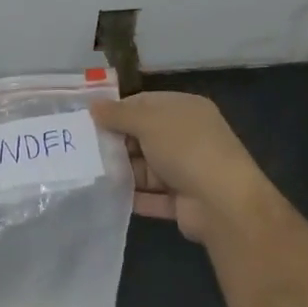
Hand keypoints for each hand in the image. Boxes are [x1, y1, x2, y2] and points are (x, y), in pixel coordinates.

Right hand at [92, 93, 284, 245]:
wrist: (223, 203)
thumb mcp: (148, 122)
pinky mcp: (183, 201)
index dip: (118, 110)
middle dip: (117, 142)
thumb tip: (93, 106)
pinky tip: (106, 196)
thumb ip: (118, 114)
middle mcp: (187, 137)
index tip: (90, 120)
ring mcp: (187, 171)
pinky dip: (133, 197)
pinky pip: (152, 196)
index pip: (145, 103)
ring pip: (146, 168)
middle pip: (144, 136)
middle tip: (84, 148)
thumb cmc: (185, 148)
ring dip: (122, 171)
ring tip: (89, 174)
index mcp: (185, 110)